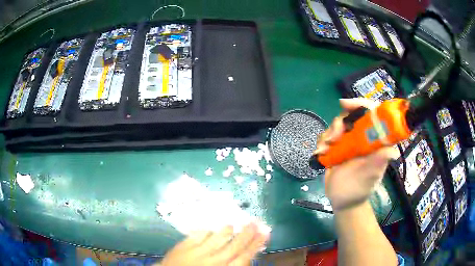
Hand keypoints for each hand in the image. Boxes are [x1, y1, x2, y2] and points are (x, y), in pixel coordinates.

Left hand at [159, 222, 269, 265]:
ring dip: (226, 231)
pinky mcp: (183, 246)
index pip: (244, 257)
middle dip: (247, 234)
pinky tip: (210, 228)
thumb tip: (246, 255)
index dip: (256, 245)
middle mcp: (213, 261)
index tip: (265, 233)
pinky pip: (198, 235)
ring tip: (234, 224)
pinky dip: (206, 231)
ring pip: (216, 238)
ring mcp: (197, 252)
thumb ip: (234, 265)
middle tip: (255, 222)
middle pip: (234, 246)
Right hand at [315, 98, 398, 210]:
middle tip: (333, 138)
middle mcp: (363, 138)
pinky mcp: (337, 148)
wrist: (343, 202)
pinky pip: (328, 136)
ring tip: (325, 150)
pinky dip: (322, 142)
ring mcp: (349, 142)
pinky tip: (320, 154)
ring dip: (328, 134)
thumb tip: (392, 151)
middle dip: (339, 123)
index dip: (361, 104)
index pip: (373, 114)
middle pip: (351, 116)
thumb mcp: (369, 178)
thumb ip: (378, 164)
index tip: (345, 105)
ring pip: (337, 125)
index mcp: (375, 141)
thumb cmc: (358, 191)